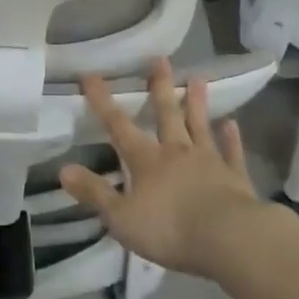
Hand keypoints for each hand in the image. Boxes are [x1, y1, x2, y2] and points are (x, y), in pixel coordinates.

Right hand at [60, 59, 273, 279]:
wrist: (228, 238)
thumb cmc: (169, 229)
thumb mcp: (121, 217)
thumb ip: (95, 192)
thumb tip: (64, 169)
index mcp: (147, 161)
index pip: (118, 125)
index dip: (102, 101)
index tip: (92, 75)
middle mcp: (177, 152)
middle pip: (167, 114)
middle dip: (160, 87)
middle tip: (161, 60)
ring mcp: (209, 161)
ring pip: (200, 125)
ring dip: (196, 102)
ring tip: (197, 77)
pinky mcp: (234, 177)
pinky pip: (231, 152)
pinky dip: (231, 138)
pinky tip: (231, 124)